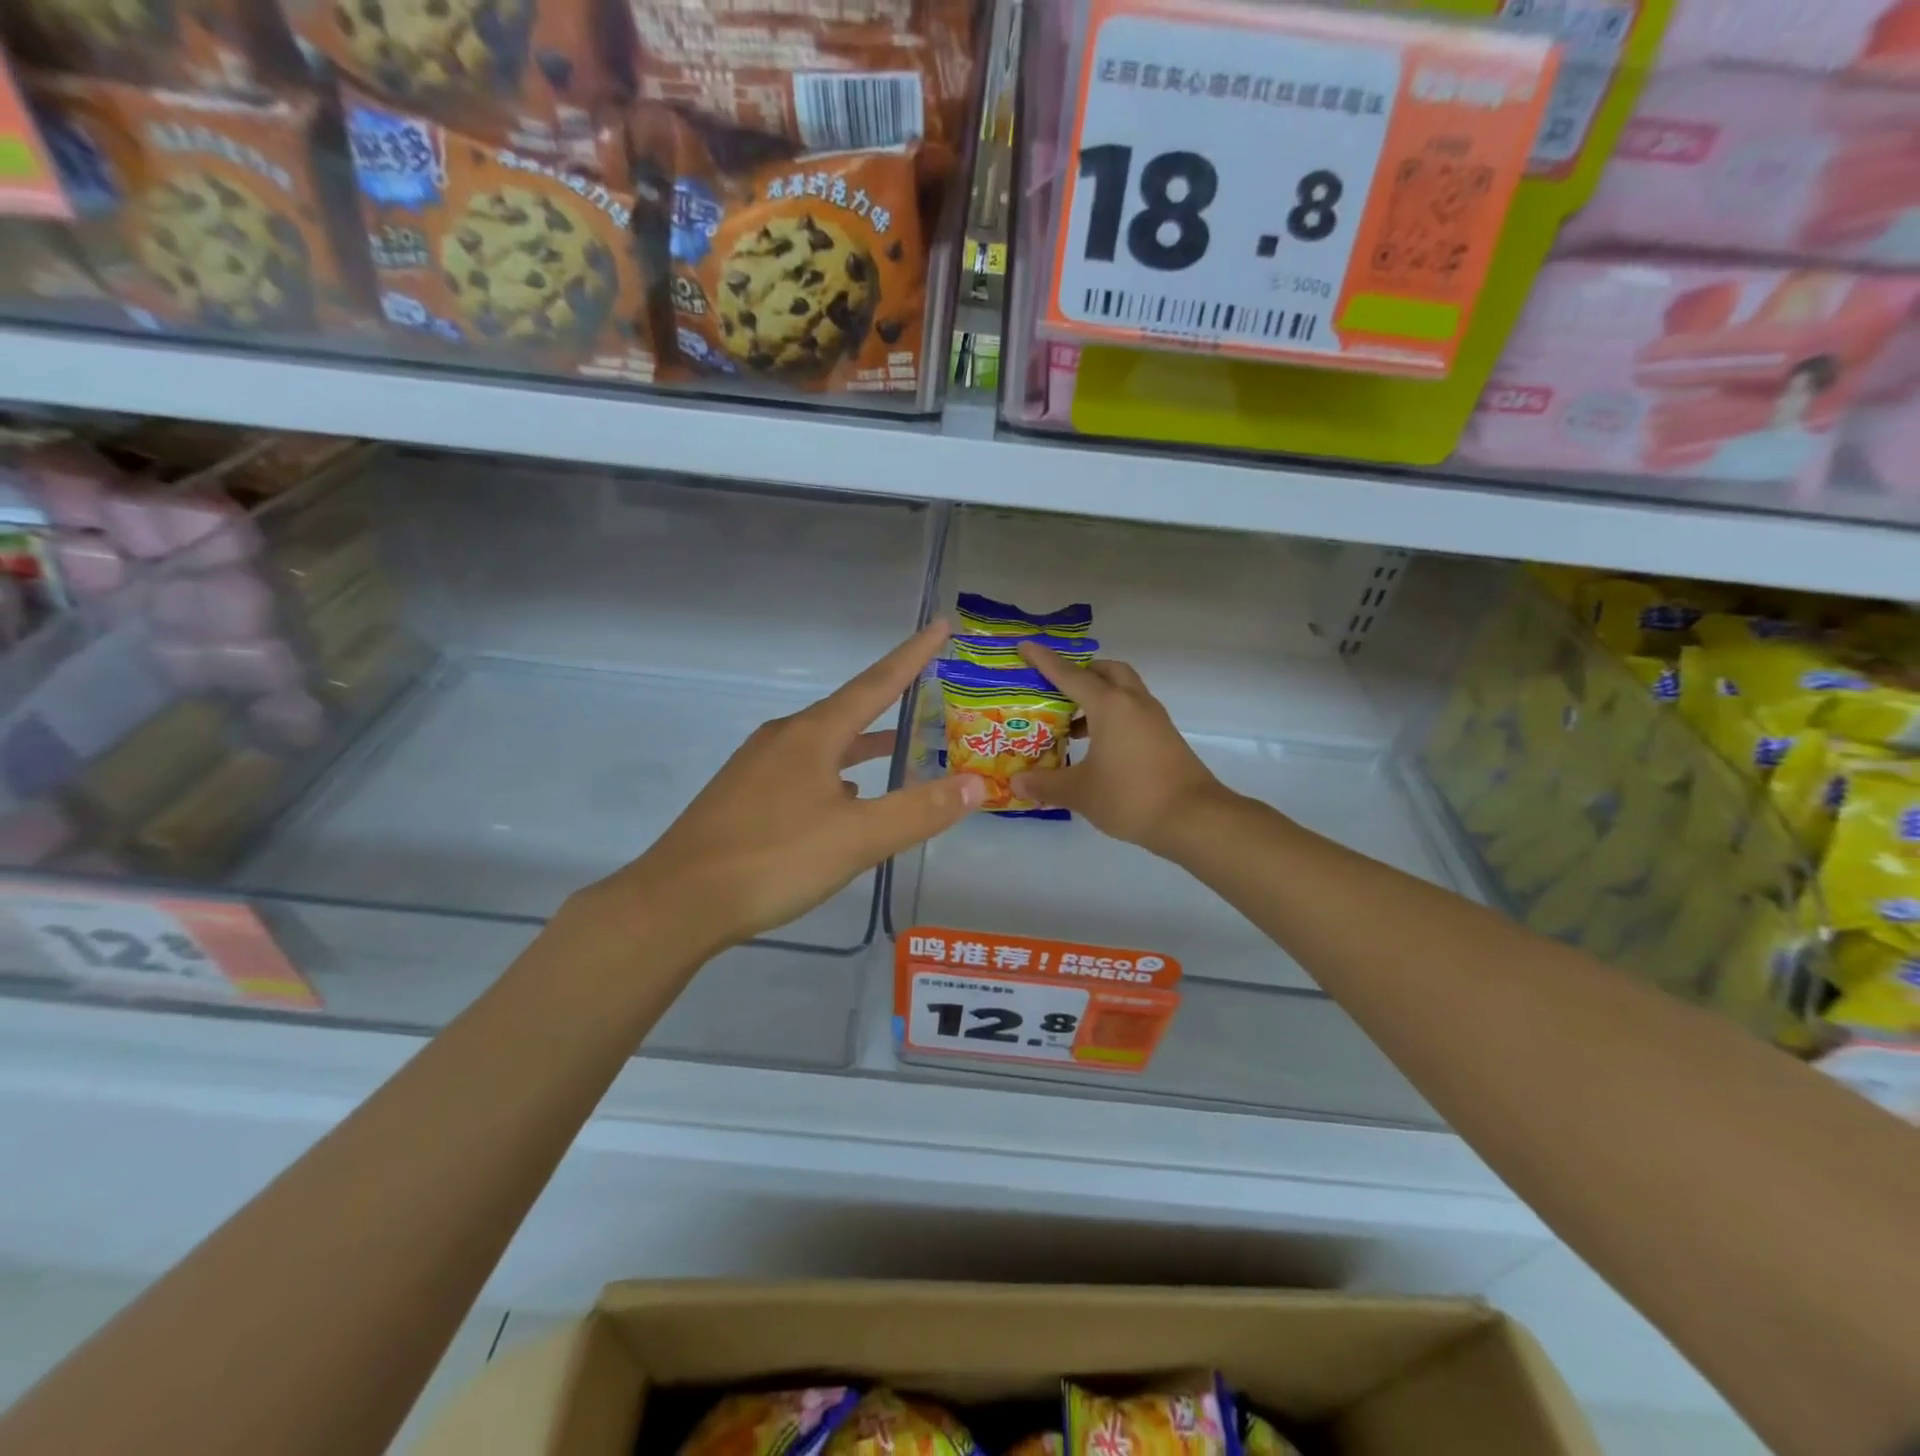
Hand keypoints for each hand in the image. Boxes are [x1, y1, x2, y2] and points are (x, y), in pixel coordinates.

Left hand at [573, 622, 985, 957]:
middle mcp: (784, 738)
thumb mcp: (858, 839)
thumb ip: (920, 811)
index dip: (913, 655)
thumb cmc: (774, 859)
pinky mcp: (743, 796)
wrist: (678, 902)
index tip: (941, 625)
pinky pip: (802, 770)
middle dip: (889, 700)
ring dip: (862, 742)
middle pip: (848, 710)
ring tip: (895, 748)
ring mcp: (757, 766)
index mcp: (813, 734)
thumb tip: (978, 784)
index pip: (876, 683)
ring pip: (823, 743)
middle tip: (927, 693)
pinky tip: (844, 800)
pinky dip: (834, 773)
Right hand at [1011, 641, 1235, 857]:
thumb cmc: (1130, 796)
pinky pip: (1133, 712)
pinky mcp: (1165, 737)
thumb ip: (1046, 784)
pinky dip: (1113, 717)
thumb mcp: (1080, 792)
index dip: (1045, 661)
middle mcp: (1133, 702)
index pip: (1070, 674)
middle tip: (1057, 690)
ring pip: (1124, 691)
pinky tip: (1098, 747)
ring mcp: (1154, 719)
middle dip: (1082, 673)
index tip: (1025, 647)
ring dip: (1099, 697)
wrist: (1193, 818)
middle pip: (1107, 671)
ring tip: (1071, 724)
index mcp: (1110, 705)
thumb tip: (1017, 783)